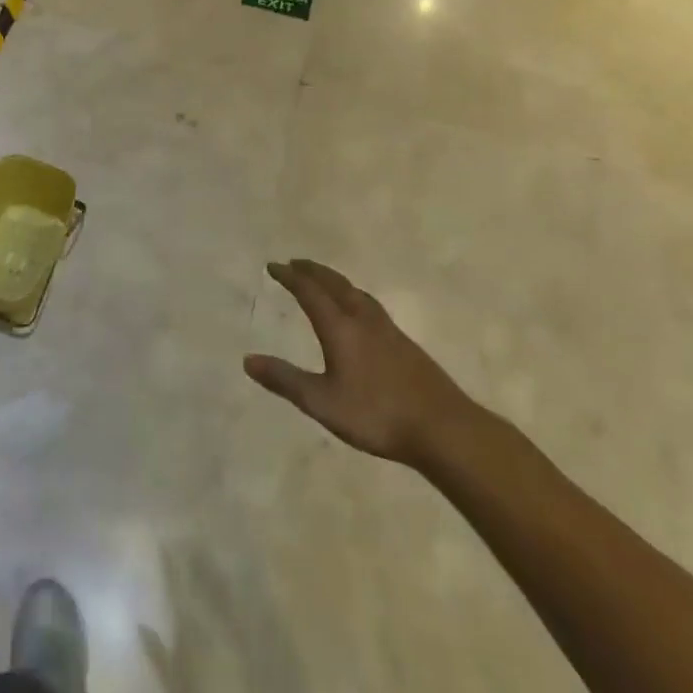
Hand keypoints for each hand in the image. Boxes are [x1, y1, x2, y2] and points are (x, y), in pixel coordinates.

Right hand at [243, 260, 484, 470]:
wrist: (444, 429)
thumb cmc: (377, 414)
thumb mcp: (322, 402)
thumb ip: (285, 380)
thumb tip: (248, 360)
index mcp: (341, 328)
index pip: (310, 292)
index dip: (290, 277)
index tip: (273, 266)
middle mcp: (364, 320)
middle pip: (336, 285)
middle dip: (313, 271)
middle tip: (296, 262)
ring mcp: (389, 331)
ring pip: (357, 293)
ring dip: (336, 281)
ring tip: (326, 281)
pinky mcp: (405, 345)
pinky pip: (372, 307)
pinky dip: (355, 297)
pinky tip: (361, 313)